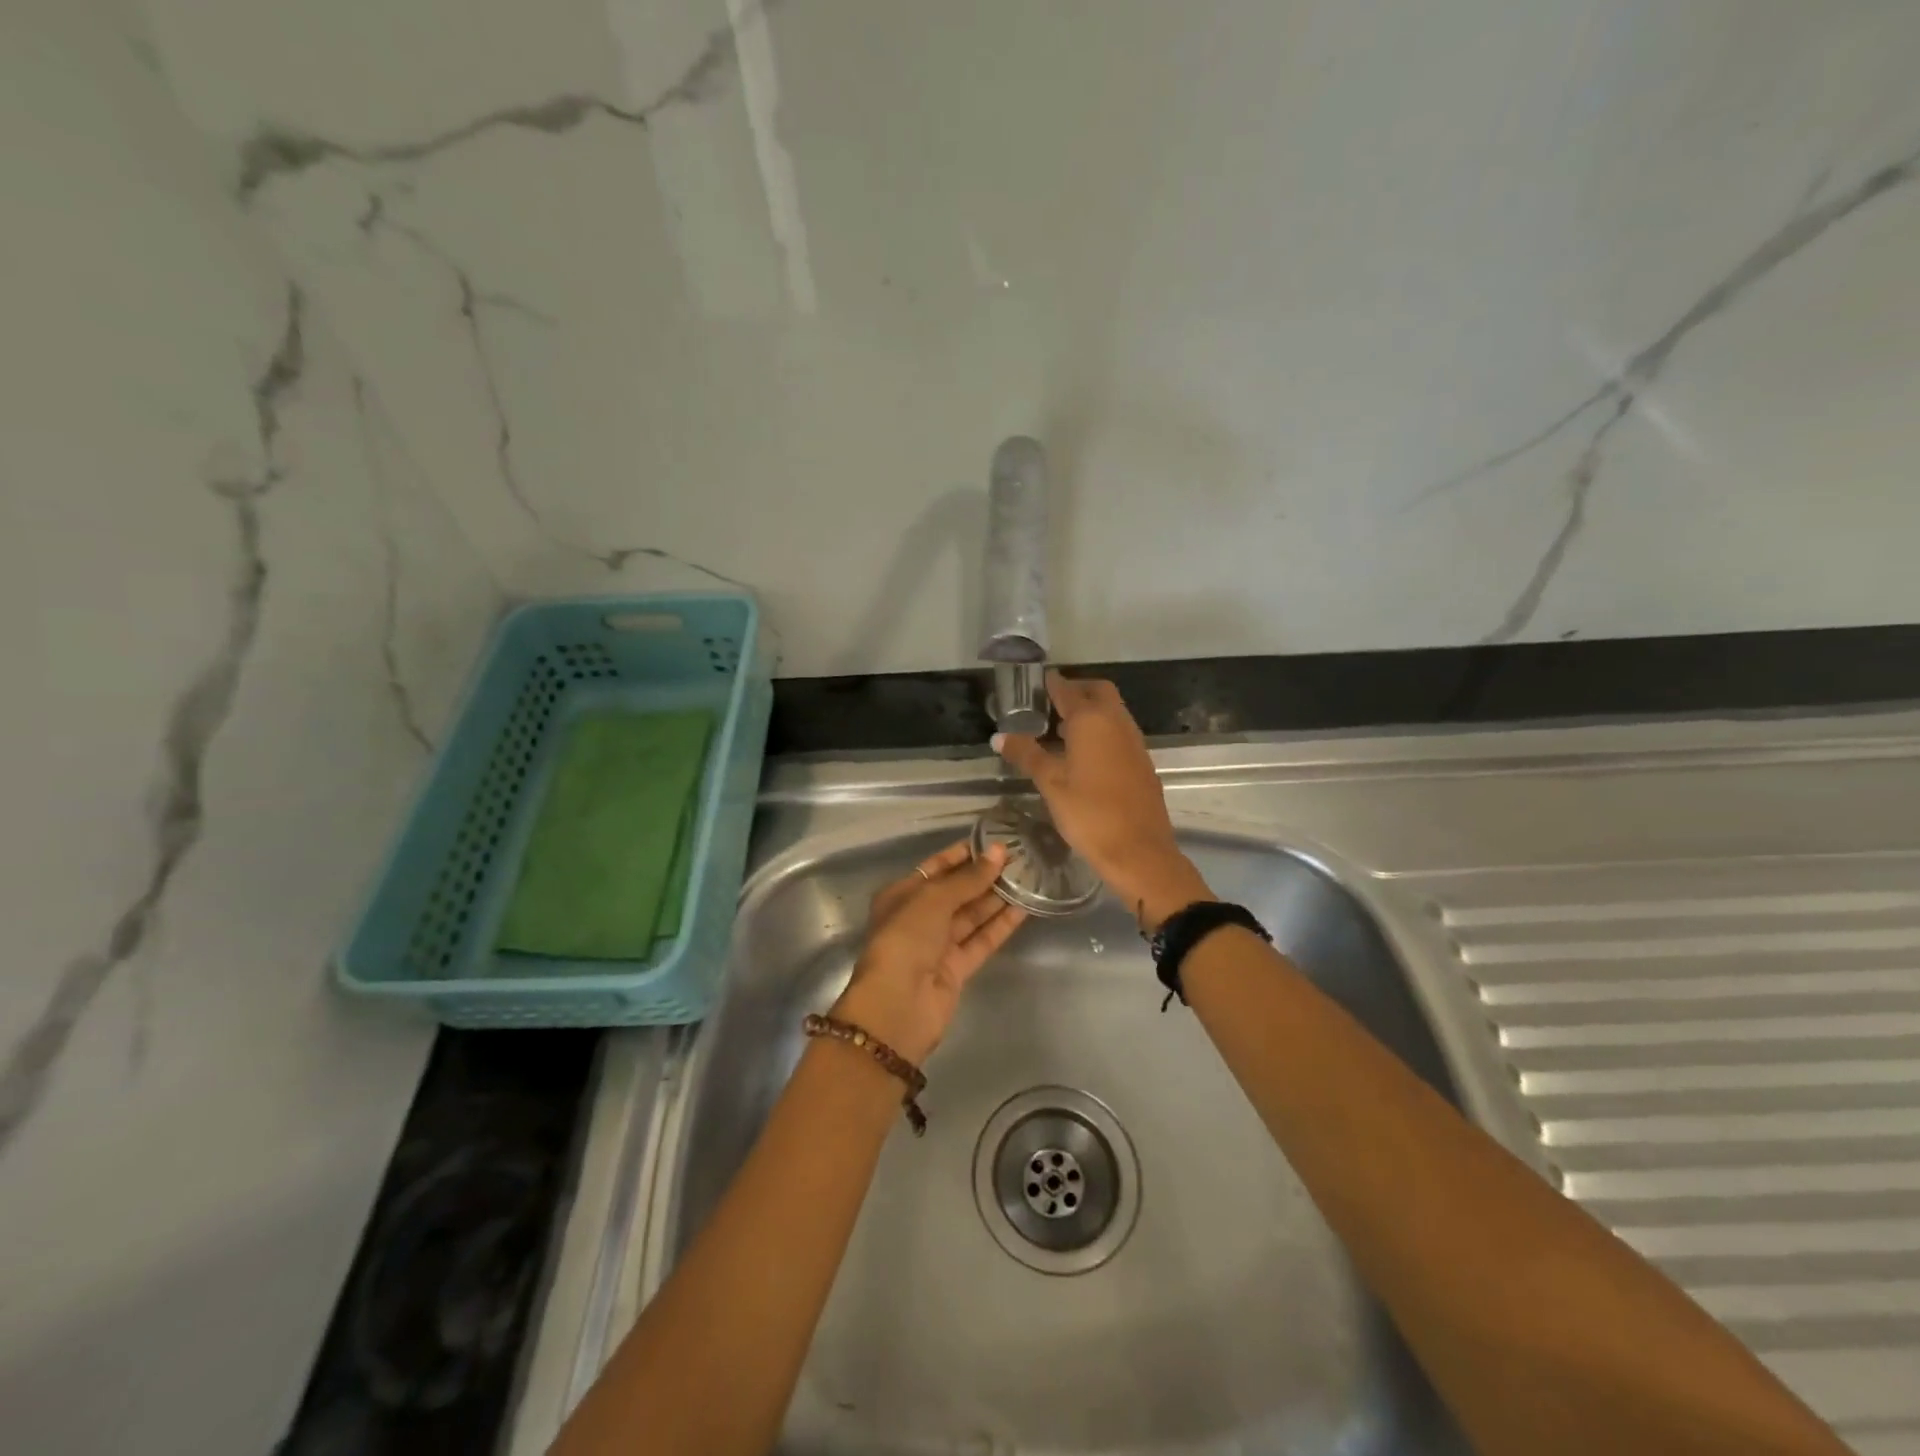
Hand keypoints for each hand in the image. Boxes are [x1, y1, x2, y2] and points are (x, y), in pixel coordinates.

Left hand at [831, 839, 1027, 1063]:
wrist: (898, 1004)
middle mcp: (919, 917)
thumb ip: (969, 878)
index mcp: (902, 894)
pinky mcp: (957, 968)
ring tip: (1029, 877)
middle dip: (985, 875)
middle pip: (957, 891)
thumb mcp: (934, 899)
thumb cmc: (906, 938)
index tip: (995, 841)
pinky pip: (982, 940)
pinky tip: (1025, 907)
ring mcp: (938, 944)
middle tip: (1020, 857)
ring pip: (972, 915)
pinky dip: (1001, 925)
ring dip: (998, 898)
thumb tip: (998, 852)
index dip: (964, 854)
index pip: (937, 867)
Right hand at [993, 671, 1211, 930]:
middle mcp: (1116, 721)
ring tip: (1061, 731)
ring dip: (1090, 711)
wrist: (1139, 851)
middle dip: (1075, 691)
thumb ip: (1026, 754)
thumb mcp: (1050, 783)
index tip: (1034, 684)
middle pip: (1097, 691)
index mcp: (1091, 720)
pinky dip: (1102, 731)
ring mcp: (1134, 741)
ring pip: (1112, 711)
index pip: (1067, 688)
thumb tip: (1000, 736)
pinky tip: (1084, 756)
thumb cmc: (1088, 813)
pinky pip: (1120, 732)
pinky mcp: (1142, 761)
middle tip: (1050, 706)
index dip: (1050, 683)